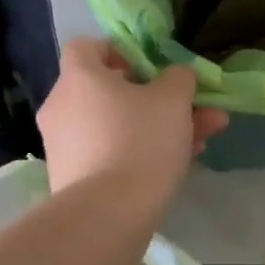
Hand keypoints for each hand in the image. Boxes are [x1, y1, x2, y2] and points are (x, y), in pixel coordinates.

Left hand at [39, 39, 228, 210]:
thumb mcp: (173, 100)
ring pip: (117, 125)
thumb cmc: (139, 141)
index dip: (119, 50)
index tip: (149, 65)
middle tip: (193, 107)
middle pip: (110, 90)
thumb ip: (178, 78)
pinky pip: (110, 153)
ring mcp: (64, 146)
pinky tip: (180, 165)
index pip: (87, 47)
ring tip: (202, 140)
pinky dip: (139, 153)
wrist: (106, 217)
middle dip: (158, 98)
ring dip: (158, 127)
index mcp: (78, 77)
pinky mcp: (72, 179)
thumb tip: (174, 76)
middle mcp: (62, 107)